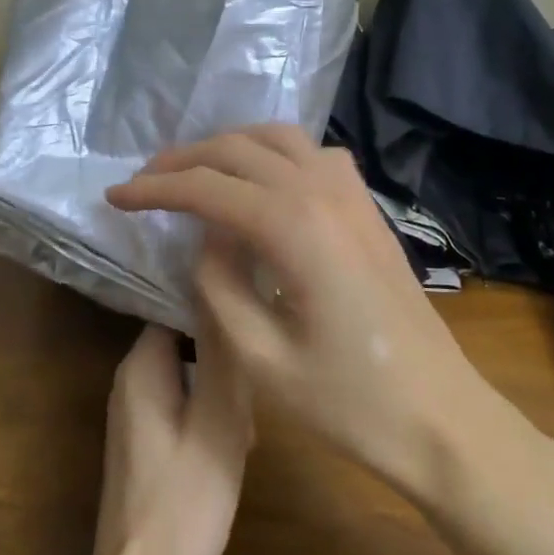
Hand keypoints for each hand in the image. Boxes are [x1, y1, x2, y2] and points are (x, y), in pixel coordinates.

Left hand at [79, 322, 251, 554]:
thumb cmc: (185, 503)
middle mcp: (130, 381)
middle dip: (225, 357)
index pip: (179, 307)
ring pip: (190, 374)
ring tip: (248, 427)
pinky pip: (185, 405)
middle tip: (255, 391)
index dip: (219, 312)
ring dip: (223, 389)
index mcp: (139, 367)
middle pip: (187, 340)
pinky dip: (212, 415)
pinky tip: (236, 446)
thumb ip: (222, 354)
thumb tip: (220, 287)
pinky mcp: (147, 444)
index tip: (255, 327)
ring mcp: (136, 415)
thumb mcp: (218, 421)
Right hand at [106, 126, 499, 497]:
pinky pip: (316, 155)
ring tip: (195, 174)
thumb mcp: (260, 358)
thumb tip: (205, 237)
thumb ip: (218, 285)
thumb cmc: (349, 402)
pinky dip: (275, 154)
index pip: (206, 188)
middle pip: (239, 149)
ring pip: (280, 138)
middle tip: (144, 183)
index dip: (154, 190)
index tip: (114, 199)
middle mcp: (323, 192)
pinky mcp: (368, 209)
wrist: (439, 416)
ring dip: (230, 147)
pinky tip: (262, 184)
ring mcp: (353, 195)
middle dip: (185, 160)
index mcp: (293, 226)